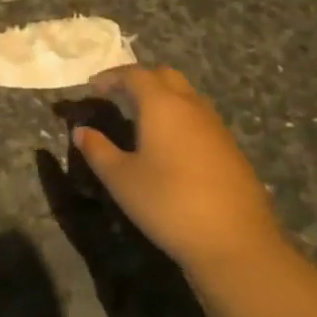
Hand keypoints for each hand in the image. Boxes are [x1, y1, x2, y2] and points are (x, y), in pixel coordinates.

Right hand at [73, 66, 282, 268]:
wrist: (235, 241)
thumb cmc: (168, 203)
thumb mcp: (121, 179)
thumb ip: (98, 150)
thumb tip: (81, 131)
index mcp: (162, 106)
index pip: (135, 74)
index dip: (112, 76)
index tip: (94, 86)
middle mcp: (191, 106)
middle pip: (165, 76)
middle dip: (140, 79)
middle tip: (117, 95)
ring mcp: (215, 126)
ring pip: (186, 95)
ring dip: (162, 96)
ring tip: (140, 118)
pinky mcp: (230, 148)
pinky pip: (199, 117)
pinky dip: (179, 117)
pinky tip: (169, 144)